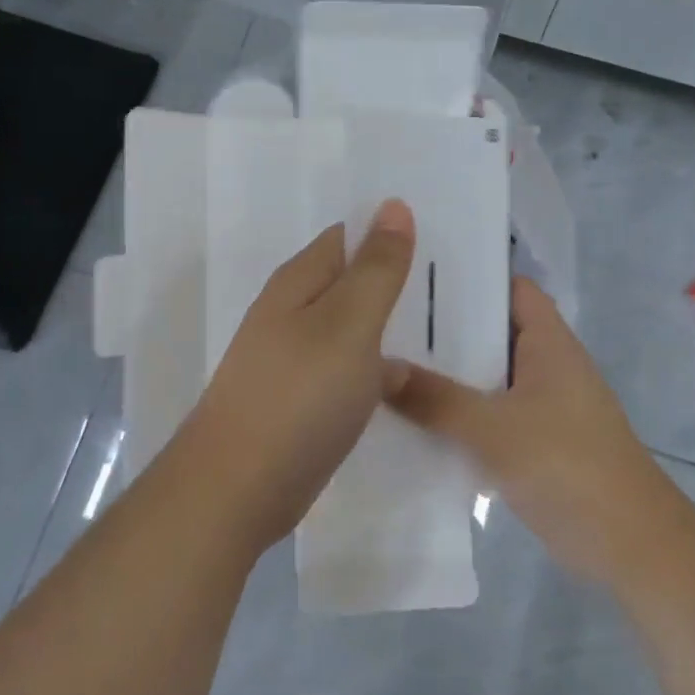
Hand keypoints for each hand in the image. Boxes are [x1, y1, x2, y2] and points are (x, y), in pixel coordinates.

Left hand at [173, 199, 416, 554]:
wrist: (238, 489)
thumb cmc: (299, 396)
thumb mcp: (348, 323)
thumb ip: (376, 268)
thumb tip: (393, 205)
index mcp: (300, 282)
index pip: (348, 237)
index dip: (390, 232)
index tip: (442, 239)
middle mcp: (293, 314)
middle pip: (352, 282)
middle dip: (396, 281)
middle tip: (456, 284)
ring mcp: (296, 360)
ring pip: (354, 329)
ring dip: (391, 327)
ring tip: (449, 328)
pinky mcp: (304, 402)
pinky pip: (350, 371)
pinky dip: (379, 369)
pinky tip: (414, 380)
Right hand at [387, 276, 677, 585]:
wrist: (628, 544)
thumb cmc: (567, 465)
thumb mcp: (493, 429)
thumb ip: (436, 399)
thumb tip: (377, 367)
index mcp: (549, 343)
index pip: (510, 288)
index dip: (471, 277)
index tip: (418, 276)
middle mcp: (547, 365)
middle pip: (492, 332)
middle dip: (445, 329)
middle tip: (387, 322)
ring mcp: (543, 405)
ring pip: (487, 377)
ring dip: (448, 375)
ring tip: (388, 365)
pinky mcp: (536, 442)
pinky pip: (489, 414)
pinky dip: (460, 414)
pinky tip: (414, 420)